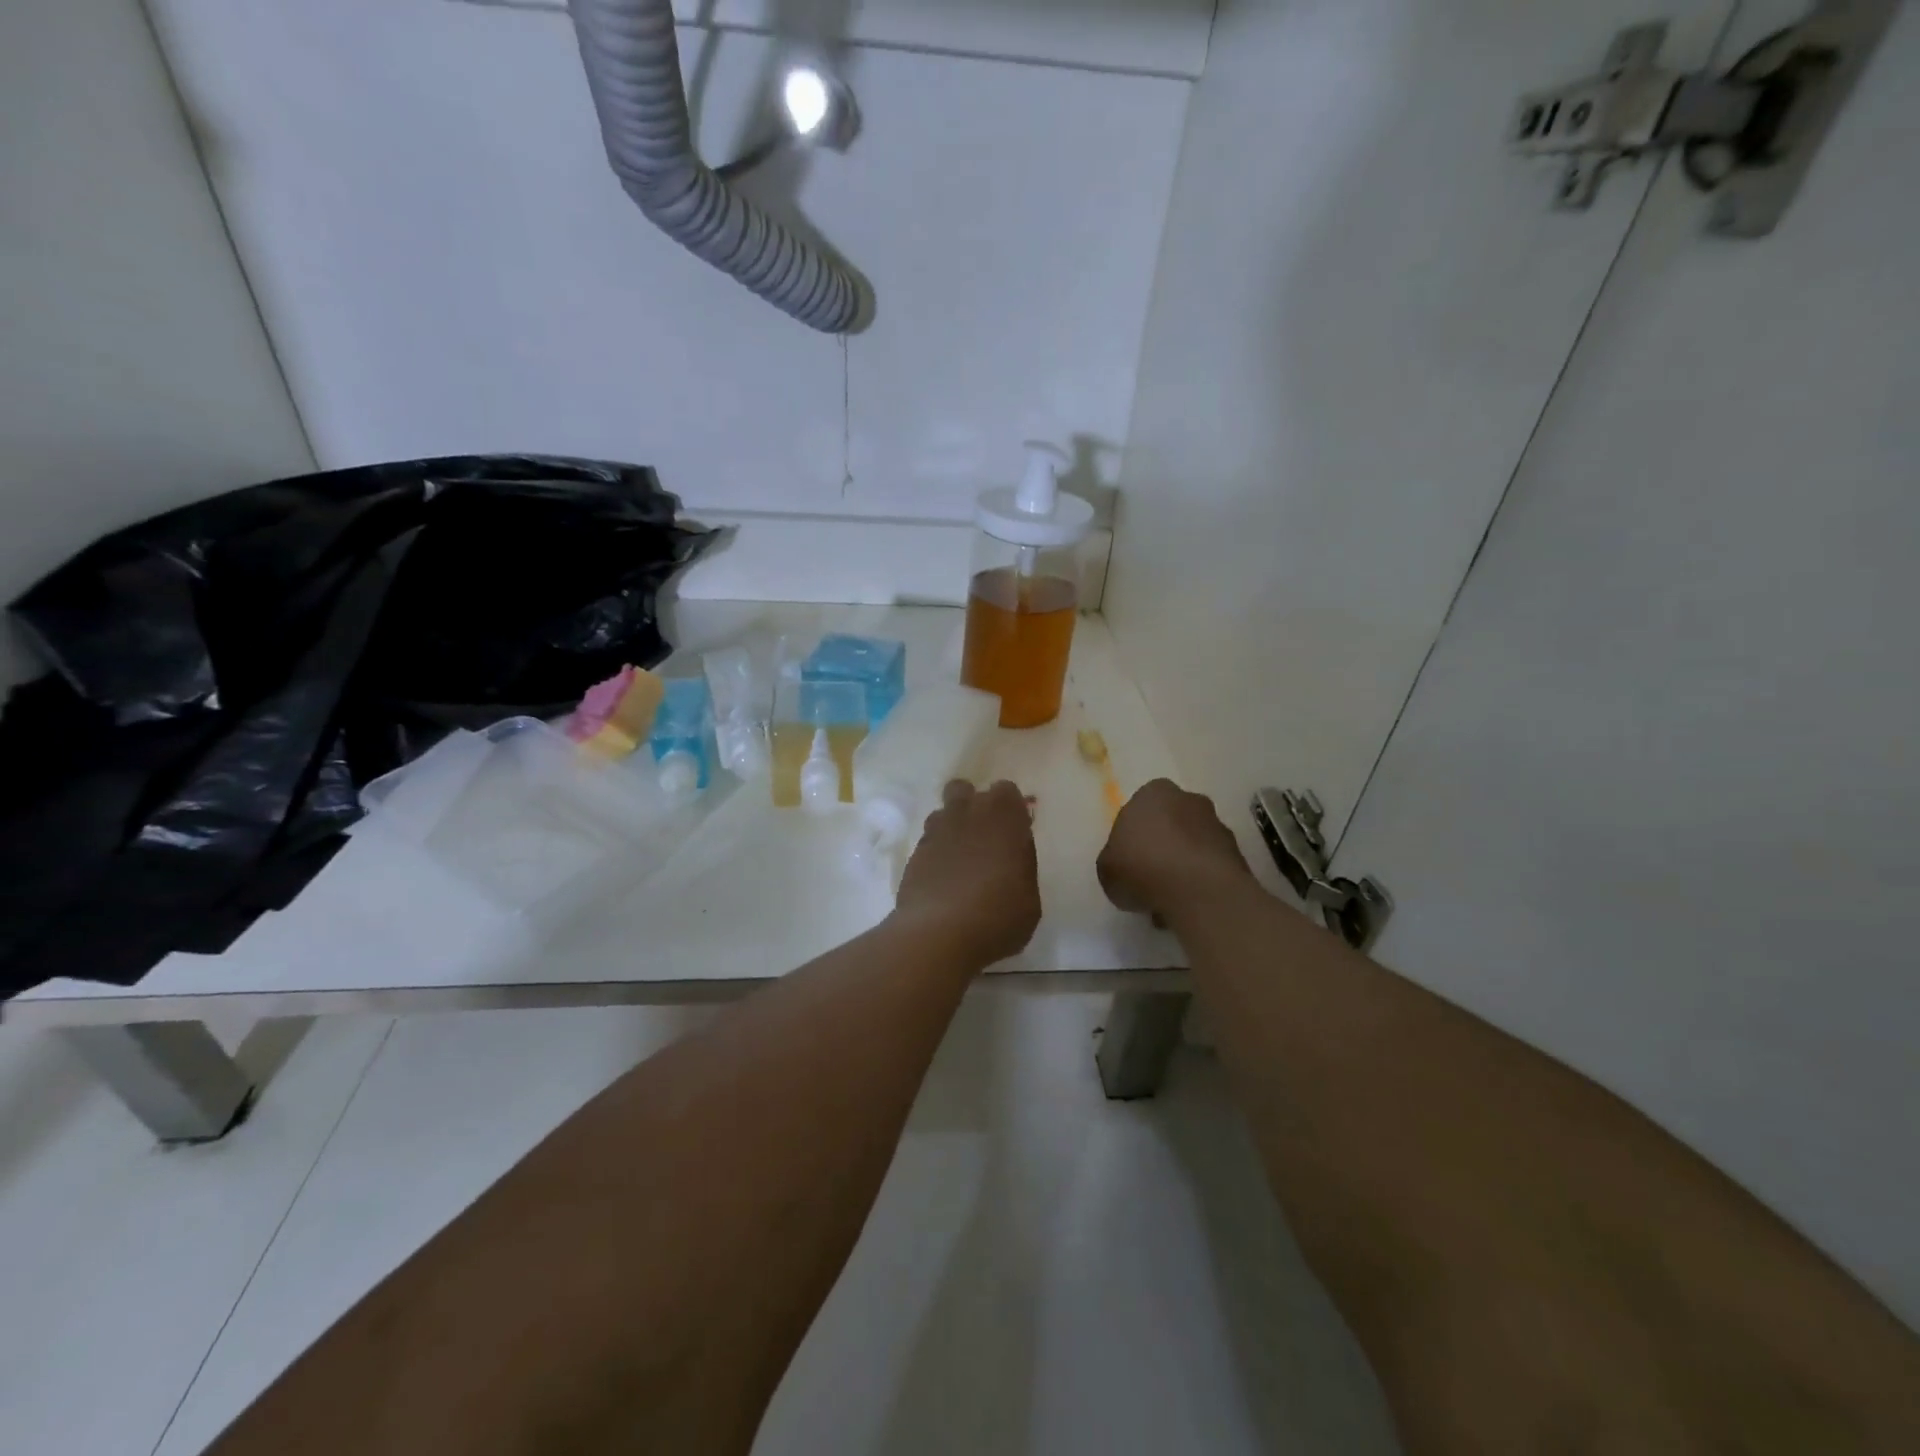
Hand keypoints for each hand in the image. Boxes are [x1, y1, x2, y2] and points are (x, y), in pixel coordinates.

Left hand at [894, 780, 1040, 966]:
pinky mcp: (914, 853)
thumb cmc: (998, 915)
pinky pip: (928, 842)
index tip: (1013, 832)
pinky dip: (936, 853)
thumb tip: (1012, 855)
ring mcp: (935, 831)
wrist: (939, 933)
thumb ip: (1022, 866)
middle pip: (964, 790)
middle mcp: (967, 813)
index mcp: (1004, 816)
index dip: (1009, 809)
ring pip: (942, 813)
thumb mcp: (1030, 898)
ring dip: (952, 828)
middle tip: (983, 839)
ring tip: (960, 860)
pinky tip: (942, 880)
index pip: (1006, 790)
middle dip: (972, 806)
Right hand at [1097, 779, 1254, 922]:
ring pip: (1193, 846)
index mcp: (1153, 793)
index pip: (1139, 810)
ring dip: (1183, 867)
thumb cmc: (1142, 867)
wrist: (1198, 890)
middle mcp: (1189, 800)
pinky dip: (1201, 883)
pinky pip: (1211, 867)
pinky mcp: (1238, 854)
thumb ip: (1114, 861)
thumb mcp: (1106, 868)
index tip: (1128, 862)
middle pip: (1170, 824)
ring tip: (1169, 901)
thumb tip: (1124, 867)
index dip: (1132, 838)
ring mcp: (1218, 826)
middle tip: (1149, 879)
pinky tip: (1189, 906)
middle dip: (1162, 848)